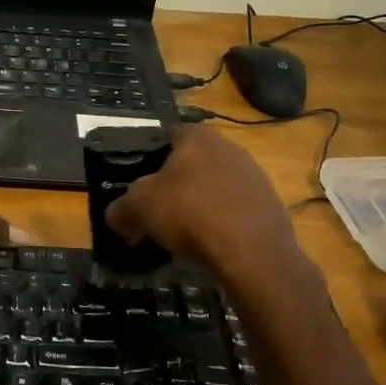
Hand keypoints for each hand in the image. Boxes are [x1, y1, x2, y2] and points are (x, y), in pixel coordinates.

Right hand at [105, 125, 307, 278]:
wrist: (251, 251)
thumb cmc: (189, 212)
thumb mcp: (138, 208)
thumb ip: (120, 208)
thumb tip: (116, 216)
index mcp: (197, 136)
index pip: (167, 134)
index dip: (148, 154)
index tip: (135, 178)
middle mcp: (229, 147)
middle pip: (192, 161)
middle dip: (173, 182)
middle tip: (154, 207)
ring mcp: (254, 176)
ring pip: (214, 185)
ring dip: (197, 203)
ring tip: (179, 230)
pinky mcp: (269, 205)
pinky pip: (233, 209)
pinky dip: (218, 221)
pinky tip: (207, 242)